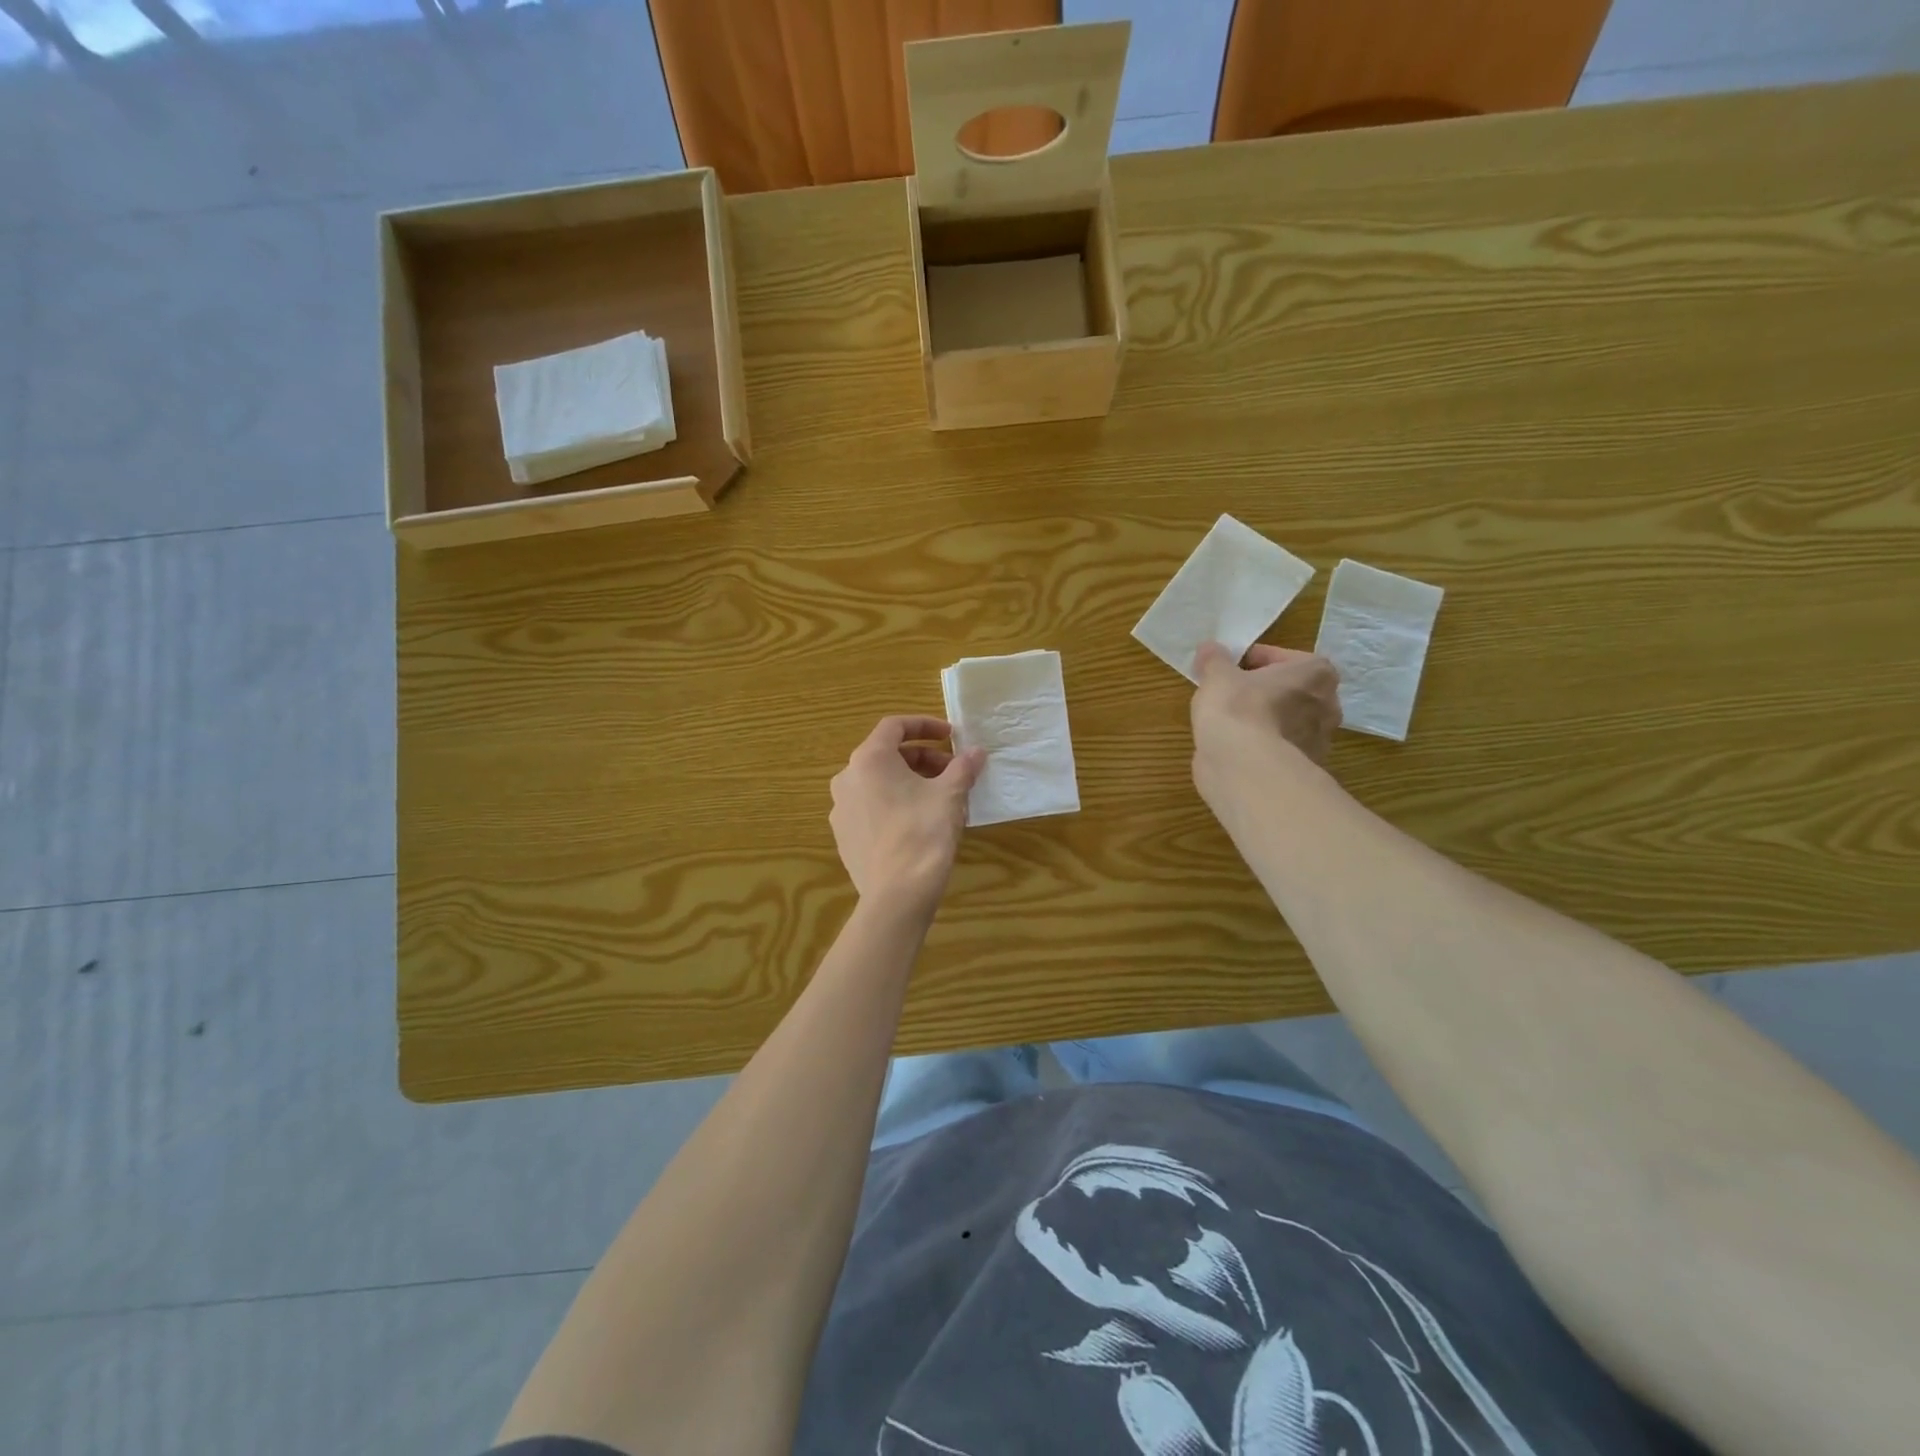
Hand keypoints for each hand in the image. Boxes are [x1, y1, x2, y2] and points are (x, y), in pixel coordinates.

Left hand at [830, 716, 985, 911]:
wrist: (896, 894)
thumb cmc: (923, 833)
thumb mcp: (950, 795)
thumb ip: (963, 767)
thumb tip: (977, 751)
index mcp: (869, 759)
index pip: (894, 726)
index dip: (925, 725)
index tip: (951, 736)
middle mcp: (847, 778)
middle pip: (886, 755)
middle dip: (922, 758)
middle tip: (952, 772)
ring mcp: (841, 809)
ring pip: (878, 782)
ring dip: (909, 781)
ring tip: (939, 798)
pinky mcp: (843, 835)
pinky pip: (870, 807)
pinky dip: (894, 802)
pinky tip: (918, 822)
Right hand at [1191, 642, 1340, 776]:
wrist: (1245, 768)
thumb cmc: (1238, 709)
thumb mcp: (1217, 675)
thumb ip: (1214, 659)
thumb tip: (1210, 649)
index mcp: (1316, 674)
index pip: (1281, 657)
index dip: (1250, 660)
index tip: (1227, 668)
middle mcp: (1327, 705)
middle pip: (1288, 690)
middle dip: (1262, 690)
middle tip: (1230, 693)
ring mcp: (1319, 741)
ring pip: (1285, 720)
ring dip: (1263, 719)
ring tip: (1229, 722)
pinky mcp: (1302, 768)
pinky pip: (1278, 747)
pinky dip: (1261, 745)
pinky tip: (1236, 747)